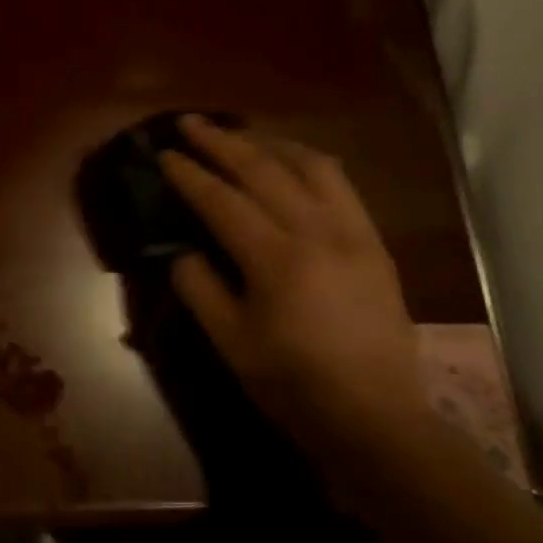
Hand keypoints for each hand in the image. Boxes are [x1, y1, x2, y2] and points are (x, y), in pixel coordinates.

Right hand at [159, 116, 426, 458]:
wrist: (378, 420)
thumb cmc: (294, 385)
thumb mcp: (231, 344)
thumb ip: (199, 288)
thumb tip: (184, 250)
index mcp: (276, 260)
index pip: (222, 200)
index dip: (189, 174)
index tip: (165, 153)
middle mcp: (317, 232)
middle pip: (262, 169)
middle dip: (221, 141)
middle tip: (191, 122)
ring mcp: (352, 233)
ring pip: (309, 164)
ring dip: (268, 143)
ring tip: (241, 135)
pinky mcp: (374, 243)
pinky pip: (341, 184)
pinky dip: (308, 162)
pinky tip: (292, 163)